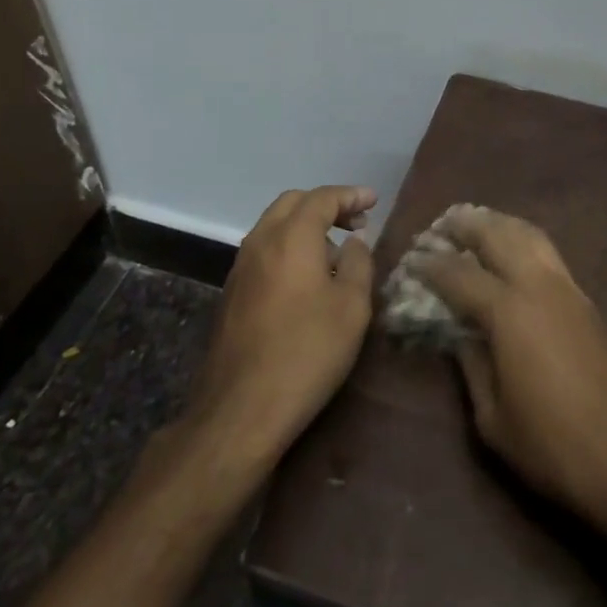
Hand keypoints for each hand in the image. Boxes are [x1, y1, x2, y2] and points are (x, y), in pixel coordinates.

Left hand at [190, 186, 375, 461]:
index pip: (323, 198)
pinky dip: (288, 245)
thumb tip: (353, 242)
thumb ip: (358, 263)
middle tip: (356, 222)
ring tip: (335, 250)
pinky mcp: (232, 292)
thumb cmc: (307, 352)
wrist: (241, 410)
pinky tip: (307, 276)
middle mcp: (261, 240)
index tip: (374, 201)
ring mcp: (241, 267)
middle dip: (326, 205)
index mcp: (292, 236)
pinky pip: (264, 250)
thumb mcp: (352, 307)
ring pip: (274, 225)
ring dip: (305, 225)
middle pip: (293, 203)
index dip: (351, 195)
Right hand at [411, 206, 606, 531]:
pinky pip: (546, 251)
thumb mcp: (494, 419)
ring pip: (527, 234)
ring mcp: (566, 288)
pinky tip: (512, 252)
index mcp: (508, 311)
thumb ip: (471, 366)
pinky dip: (522, 239)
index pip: (459, 274)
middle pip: (496, 235)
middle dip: (465, 226)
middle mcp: (537, 285)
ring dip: (498, 224)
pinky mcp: (585, 299)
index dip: (431, 265)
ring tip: (475, 225)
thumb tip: (458, 334)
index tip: (410, 260)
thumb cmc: (554, 446)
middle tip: (440, 227)